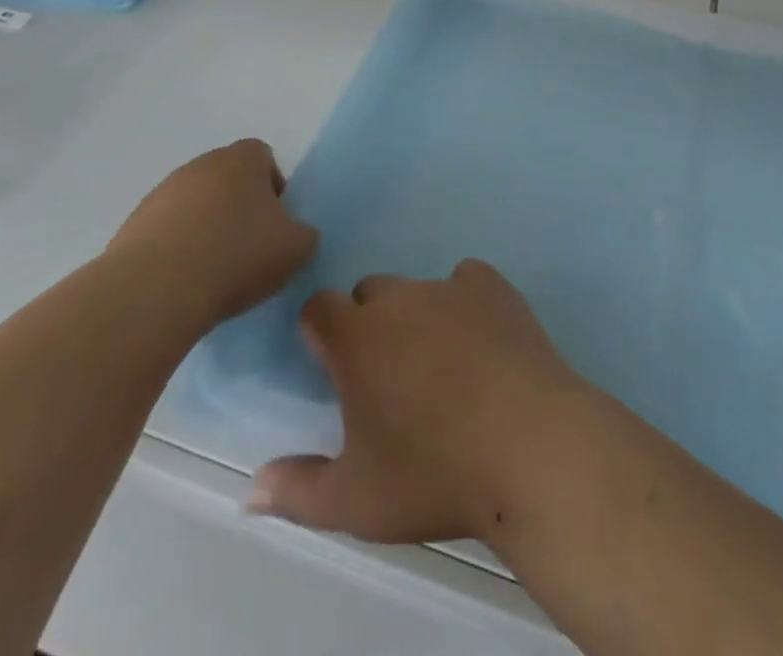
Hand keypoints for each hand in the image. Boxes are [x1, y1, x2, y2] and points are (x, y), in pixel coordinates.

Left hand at [107, 139, 316, 332]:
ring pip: (194, 204)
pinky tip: (182, 282)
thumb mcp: (296, 248)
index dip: (273, 187)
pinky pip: (165, 231)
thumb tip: (293, 233)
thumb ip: (303, 233)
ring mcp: (162, 192)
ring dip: (205, 228)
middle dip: (238, 207)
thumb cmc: (237, 256)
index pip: (263, 157)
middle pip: (227, 178)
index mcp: (242, 159)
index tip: (275, 223)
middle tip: (248, 247)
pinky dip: (176, 249)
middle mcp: (200, 164)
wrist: (155, 290)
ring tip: (212, 271)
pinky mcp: (132, 224)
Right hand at [249, 259, 591, 544]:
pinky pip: (467, 281)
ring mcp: (449, 287)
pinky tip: (483, 342)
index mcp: (356, 337)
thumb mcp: (356, 500)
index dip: (321, 335)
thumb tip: (251, 489)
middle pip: (369, 294)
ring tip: (443, 369)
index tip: (335, 372)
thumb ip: (297, 490)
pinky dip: (466, 303)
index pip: (318, 307)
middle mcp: (399, 299)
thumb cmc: (435, 475)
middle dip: (369, 325)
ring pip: (418, 290)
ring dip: (417, 317)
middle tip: (390, 380)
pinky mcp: (494, 287)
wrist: (530, 449)